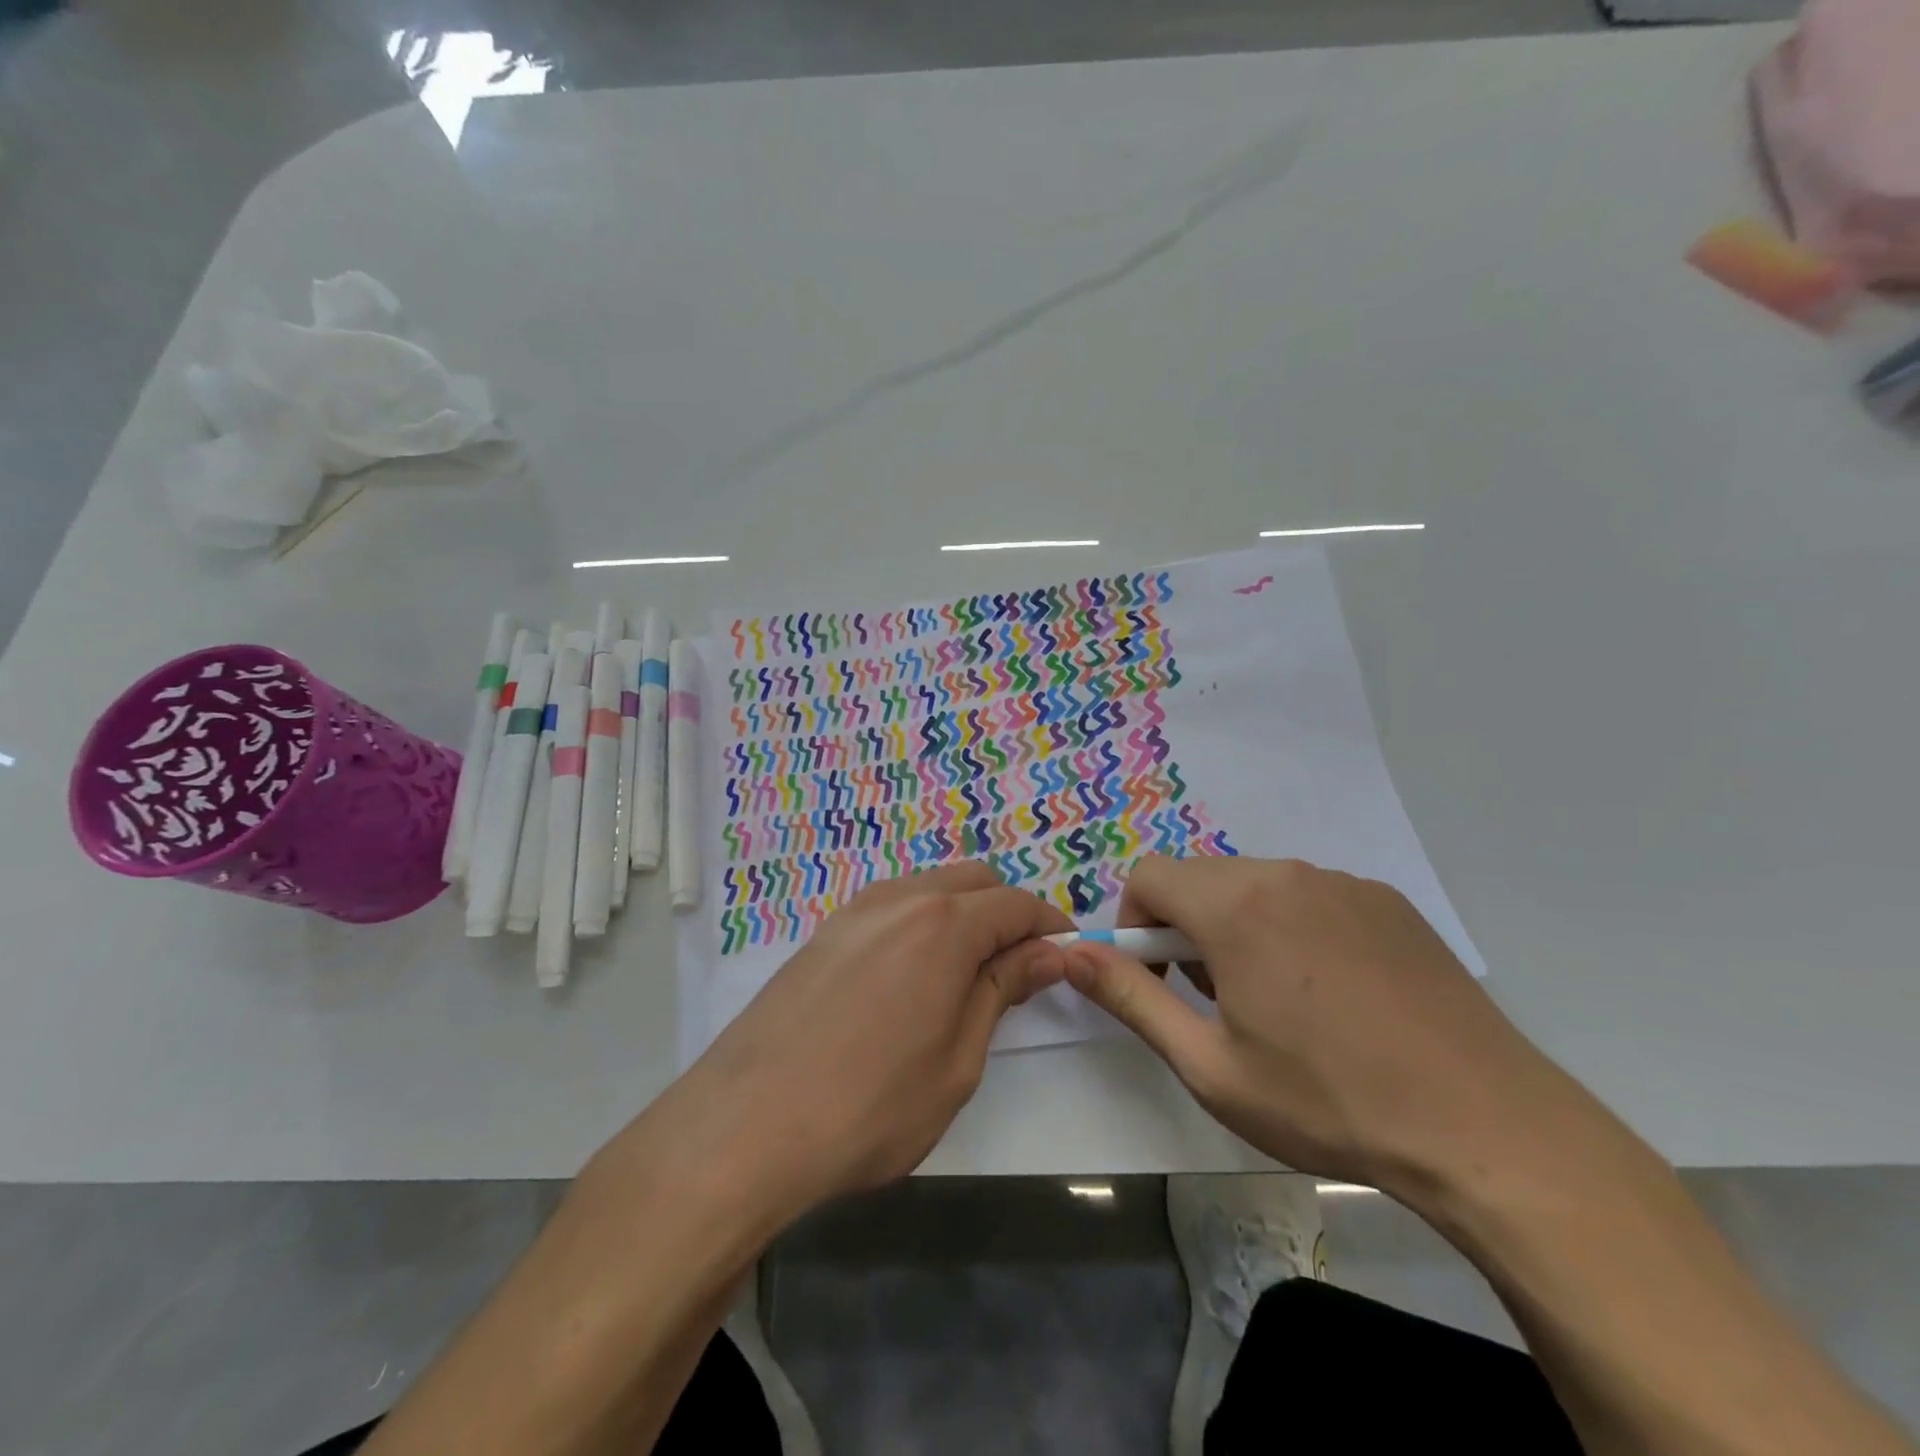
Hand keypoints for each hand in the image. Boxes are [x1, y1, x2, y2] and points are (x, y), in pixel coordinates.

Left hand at [643, 863, 1070, 1219]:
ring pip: (931, 886)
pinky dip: (922, 920)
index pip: (1016, 904)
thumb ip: (1001, 990)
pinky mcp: (825, 932)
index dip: (1050, 926)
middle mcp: (901, 899)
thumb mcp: (957, 1060)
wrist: (746, 1126)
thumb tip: (1047, 953)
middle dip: (1009, 911)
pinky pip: (892, 905)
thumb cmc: (870, 1106)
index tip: (1067, 956)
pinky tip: (914, 971)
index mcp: (944, 925)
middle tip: (1021, 965)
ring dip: (964, 912)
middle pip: (975, 880)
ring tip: (970, 969)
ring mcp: (855, 910)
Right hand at [1061, 856, 1575, 1197]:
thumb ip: (1129, 998)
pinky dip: (1293, 928)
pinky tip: (1335, 997)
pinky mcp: (1386, 901)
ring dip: (1239, 928)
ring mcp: (1343, 882)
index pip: (1148, 876)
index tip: (1161, 980)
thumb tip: (1068, 953)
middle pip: (1201, 880)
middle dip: (1187, 930)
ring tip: (1279, 1005)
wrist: (1487, 1128)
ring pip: (1255, 886)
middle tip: (1219, 1003)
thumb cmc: (1328, 1102)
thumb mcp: (1209, 1065)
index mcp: (1235, 905)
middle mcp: (1285, 874)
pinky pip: (1309, 896)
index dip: (1136, 926)